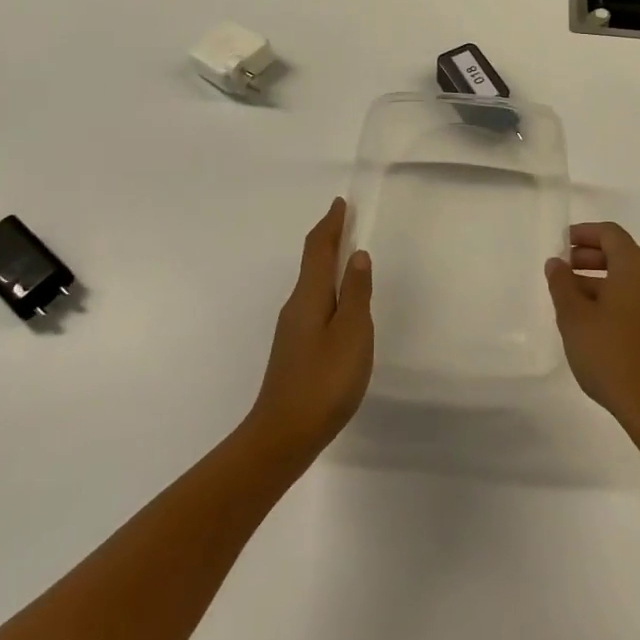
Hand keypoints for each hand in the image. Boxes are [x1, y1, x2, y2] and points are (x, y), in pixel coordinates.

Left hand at [245, 198, 373, 462]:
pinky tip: (337, 304)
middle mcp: (295, 306)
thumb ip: (355, 293)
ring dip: (327, 264)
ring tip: (346, 256)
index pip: (319, 249)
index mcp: (308, 296)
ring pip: (311, 284)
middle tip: (346, 222)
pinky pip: (312, 303)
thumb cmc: (324, 380)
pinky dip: (326, 288)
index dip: (330, 224)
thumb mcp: (351, 333)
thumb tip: (357, 255)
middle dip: (328, 239)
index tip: (340, 204)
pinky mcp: (294, 350)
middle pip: (312, 263)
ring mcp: (292, 330)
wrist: (283, 435)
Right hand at [546, 222, 639, 446]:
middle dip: (591, 257)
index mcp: (636, 266)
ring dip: (602, 279)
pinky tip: (596, 319)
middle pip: (622, 253)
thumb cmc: (612, 355)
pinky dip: (617, 296)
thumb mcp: (574, 318)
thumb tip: (557, 263)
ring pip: (631, 277)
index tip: (562, 242)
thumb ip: (562, 285)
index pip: (610, 234)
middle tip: (564, 268)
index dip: (584, 233)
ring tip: (573, 297)